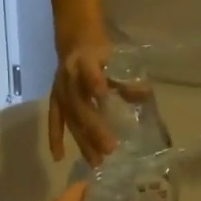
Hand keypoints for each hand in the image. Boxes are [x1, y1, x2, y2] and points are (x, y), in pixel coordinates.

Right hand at [47, 36, 118, 164]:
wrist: (75, 39)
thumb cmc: (101, 51)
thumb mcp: (116, 57)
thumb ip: (127, 79)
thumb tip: (144, 96)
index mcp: (85, 61)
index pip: (88, 71)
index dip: (94, 82)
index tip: (102, 95)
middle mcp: (69, 78)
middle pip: (80, 105)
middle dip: (94, 128)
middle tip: (110, 148)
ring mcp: (60, 91)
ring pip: (71, 118)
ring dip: (82, 140)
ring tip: (96, 161)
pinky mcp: (55, 100)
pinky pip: (55, 120)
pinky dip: (55, 138)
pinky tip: (58, 157)